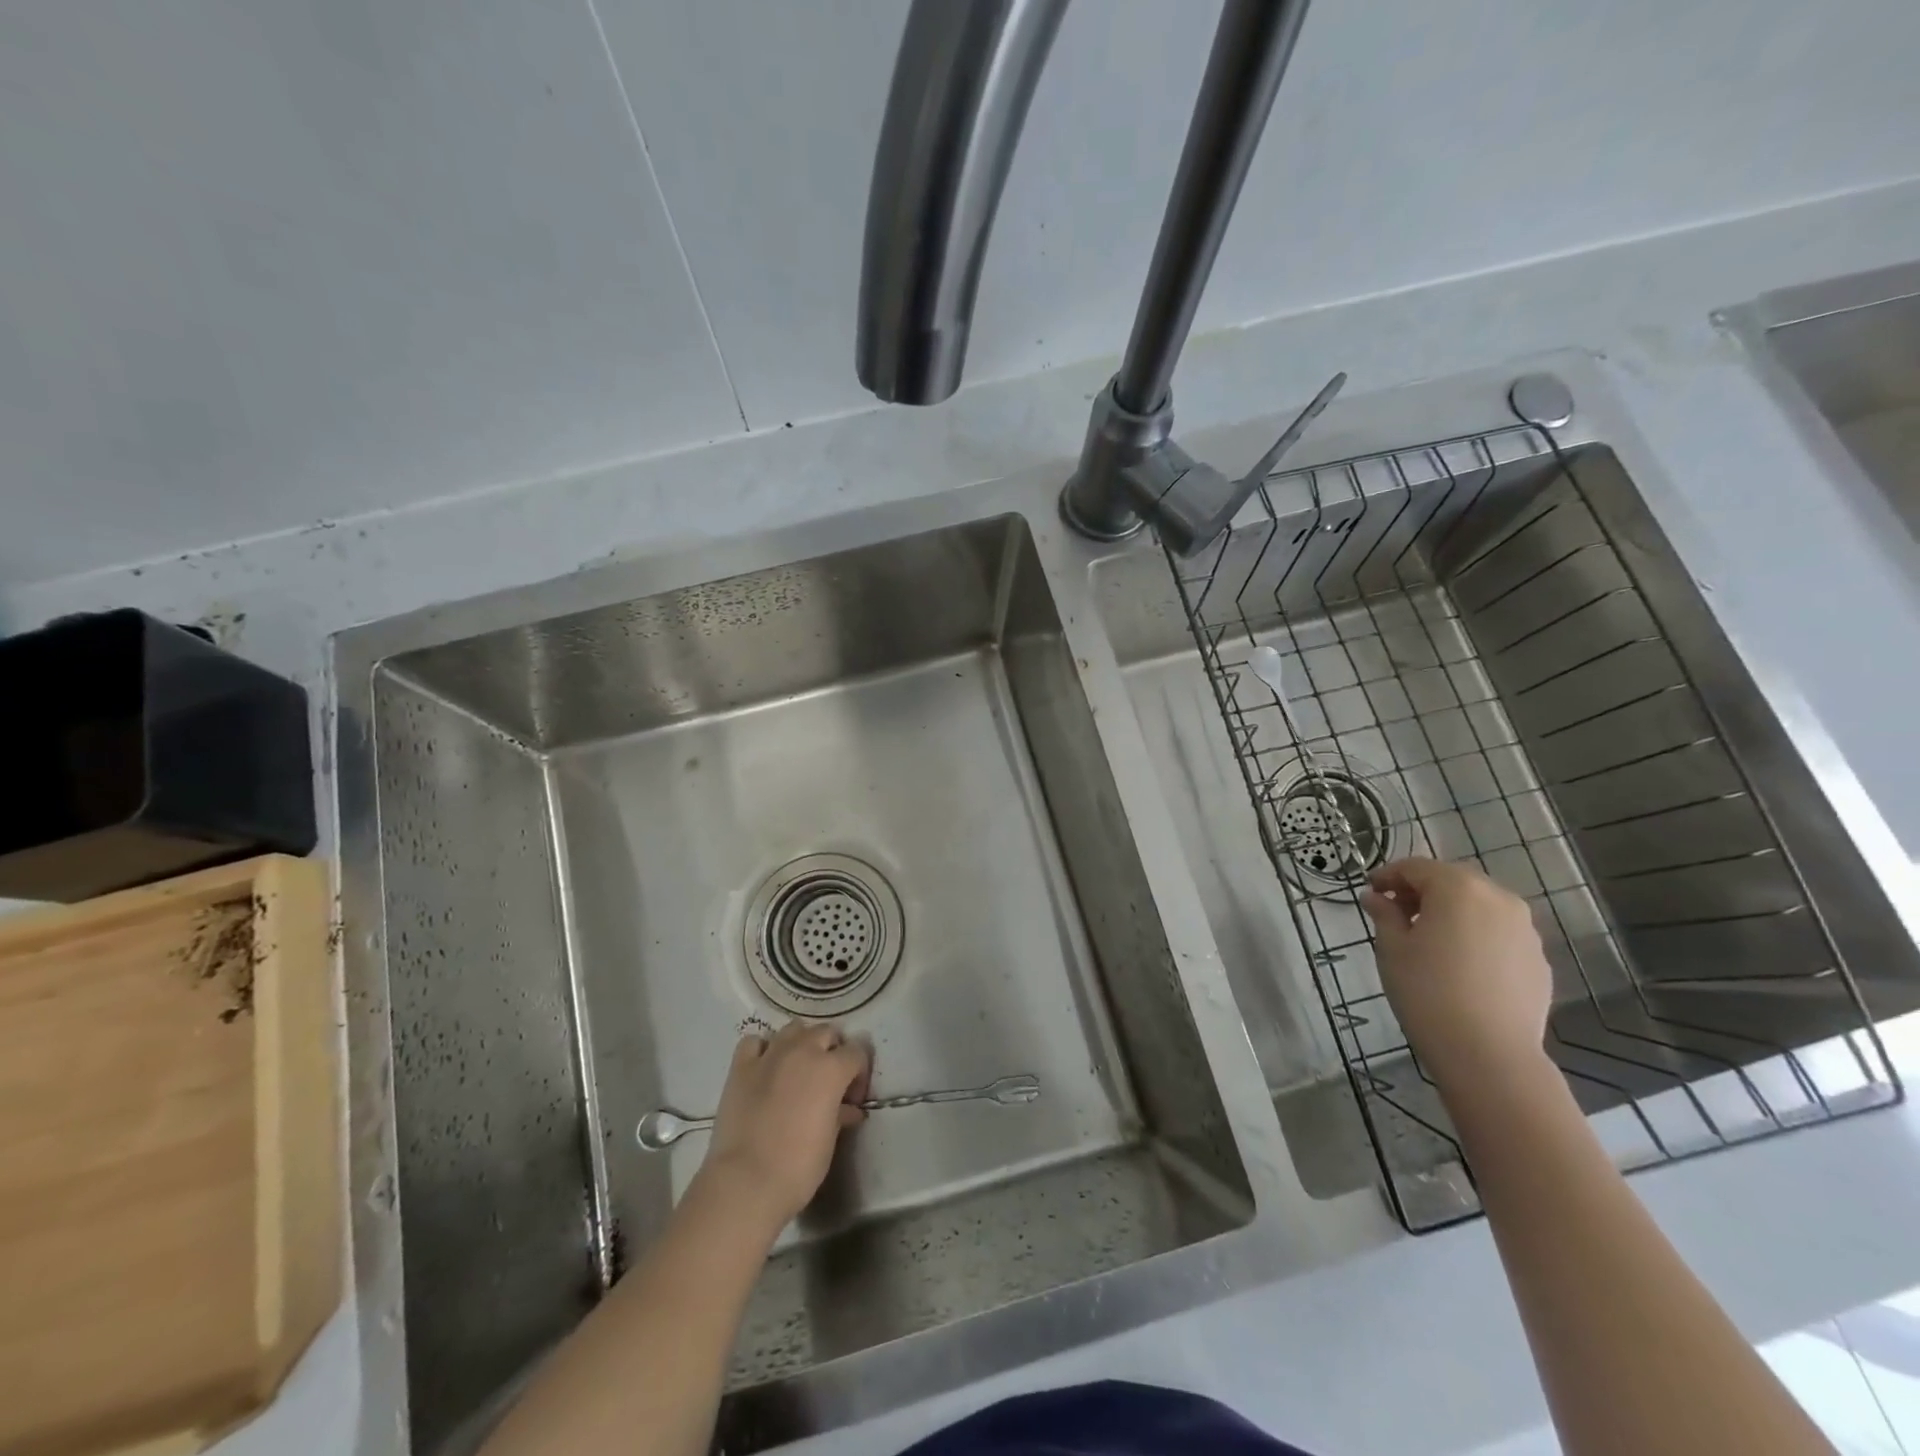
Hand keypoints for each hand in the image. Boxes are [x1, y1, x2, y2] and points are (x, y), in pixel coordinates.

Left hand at [697, 1021, 870, 1231]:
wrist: (746, 1181)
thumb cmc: (798, 1166)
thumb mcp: (830, 1140)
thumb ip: (841, 1114)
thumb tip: (849, 1109)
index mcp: (831, 1068)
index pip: (857, 1051)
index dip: (859, 1073)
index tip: (852, 1098)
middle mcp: (803, 1050)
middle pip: (826, 1032)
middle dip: (832, 1051)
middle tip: (828, 1081)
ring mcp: (770, 1055)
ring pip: (793, 1029)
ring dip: (801, 1043)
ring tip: (798, 1069)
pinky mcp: (741, 1066)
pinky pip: (755, 1042)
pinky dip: (763, 1049)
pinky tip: (764, 1068)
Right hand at [1361, 856, 1553, 1089]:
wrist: (1489, 1054)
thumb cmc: (1427, 991)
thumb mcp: (1392, 948)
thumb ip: (1385, 914)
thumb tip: (1376, 897)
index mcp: (1458, 888)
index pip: (1416, 867)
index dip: (1388, 875)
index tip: (1371, 892)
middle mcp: (1498, 898)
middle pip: (1452, 880)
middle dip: (1422, 891)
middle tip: (1397, 913)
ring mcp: (1525, 930)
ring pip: (1480, 906)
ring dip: (1452, 912)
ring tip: (1429, 939)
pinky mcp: (1538, 960)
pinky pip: (1499, 934)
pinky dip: (1476, 935)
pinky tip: (1460, 965)